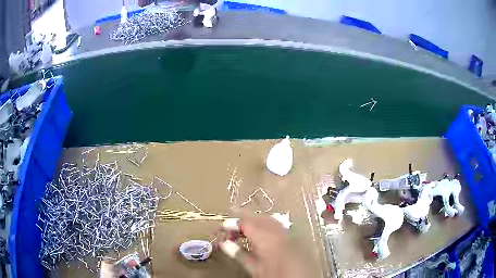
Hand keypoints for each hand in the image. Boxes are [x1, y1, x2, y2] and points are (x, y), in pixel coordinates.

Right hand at [220, 215, 308, 277]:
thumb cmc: (275, 276)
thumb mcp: (255, 268)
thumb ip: (239, 255)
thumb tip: (224, 244)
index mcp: (266, 239)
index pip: (247, 223)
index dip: (233, 223)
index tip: (223, 227)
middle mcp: (278, 232)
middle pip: (257, 218)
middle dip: (243, 221)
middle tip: (230, 230)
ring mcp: (286, 233)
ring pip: (267, 220)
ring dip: (254, 223)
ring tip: (242, 232)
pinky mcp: (292, 237)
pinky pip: (276, 225)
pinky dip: (265, 226)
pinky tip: (259, 234)